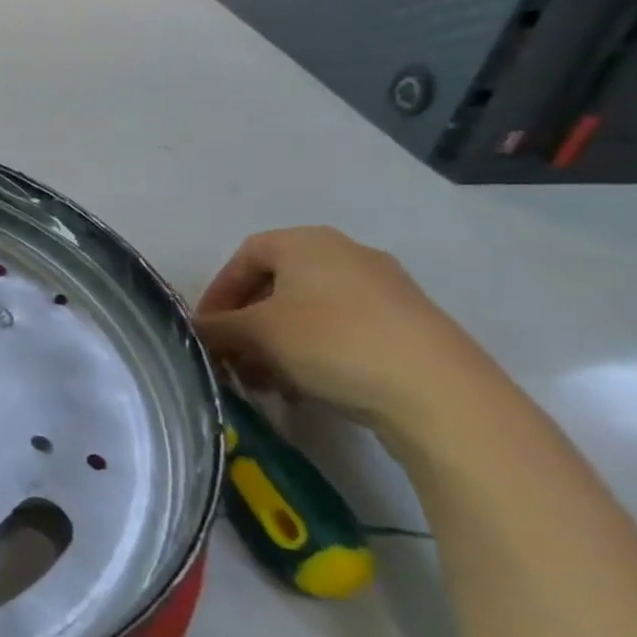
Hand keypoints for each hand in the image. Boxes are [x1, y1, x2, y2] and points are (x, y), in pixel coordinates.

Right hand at [195, 226, 514, 445]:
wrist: (441, 394)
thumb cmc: (331, 343)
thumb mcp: (256, 334)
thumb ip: (216, 328)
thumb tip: (195, 330)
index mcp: (306, 241)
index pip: (243, 257)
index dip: (218, 292)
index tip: (208, 330)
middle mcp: (347, 253)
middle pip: (277, 285)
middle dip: (248, 324)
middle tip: (235, 359)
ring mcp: (386, 288)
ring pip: (310, 312)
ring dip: (279, 344)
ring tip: (269, 382)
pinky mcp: (412, 325)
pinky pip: (345, 330)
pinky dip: (317, 353)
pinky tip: (310, 389)